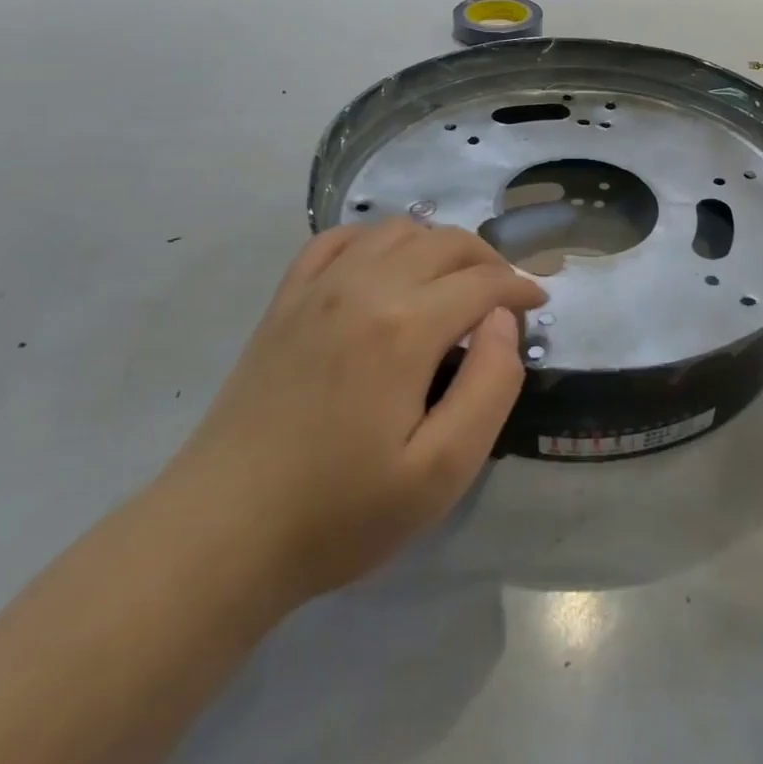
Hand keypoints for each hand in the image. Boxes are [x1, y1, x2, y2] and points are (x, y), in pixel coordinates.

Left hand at [169, 220, 546, 616]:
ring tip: (454, 282)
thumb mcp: (442, 471)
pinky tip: (384, 265)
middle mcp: (363, 287)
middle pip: (444, 242)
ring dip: (437, 246)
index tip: (539, 303)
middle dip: (487, 260)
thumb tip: (502, 322)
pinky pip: (337, 241)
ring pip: (395, 232)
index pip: (482, 282)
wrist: (223, 532)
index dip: (519, 287)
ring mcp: (317, 289)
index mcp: (405, 327)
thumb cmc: (341, 511)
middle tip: (506, 296)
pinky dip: (374, 239)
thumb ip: (491, 386)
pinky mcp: (285, 302)